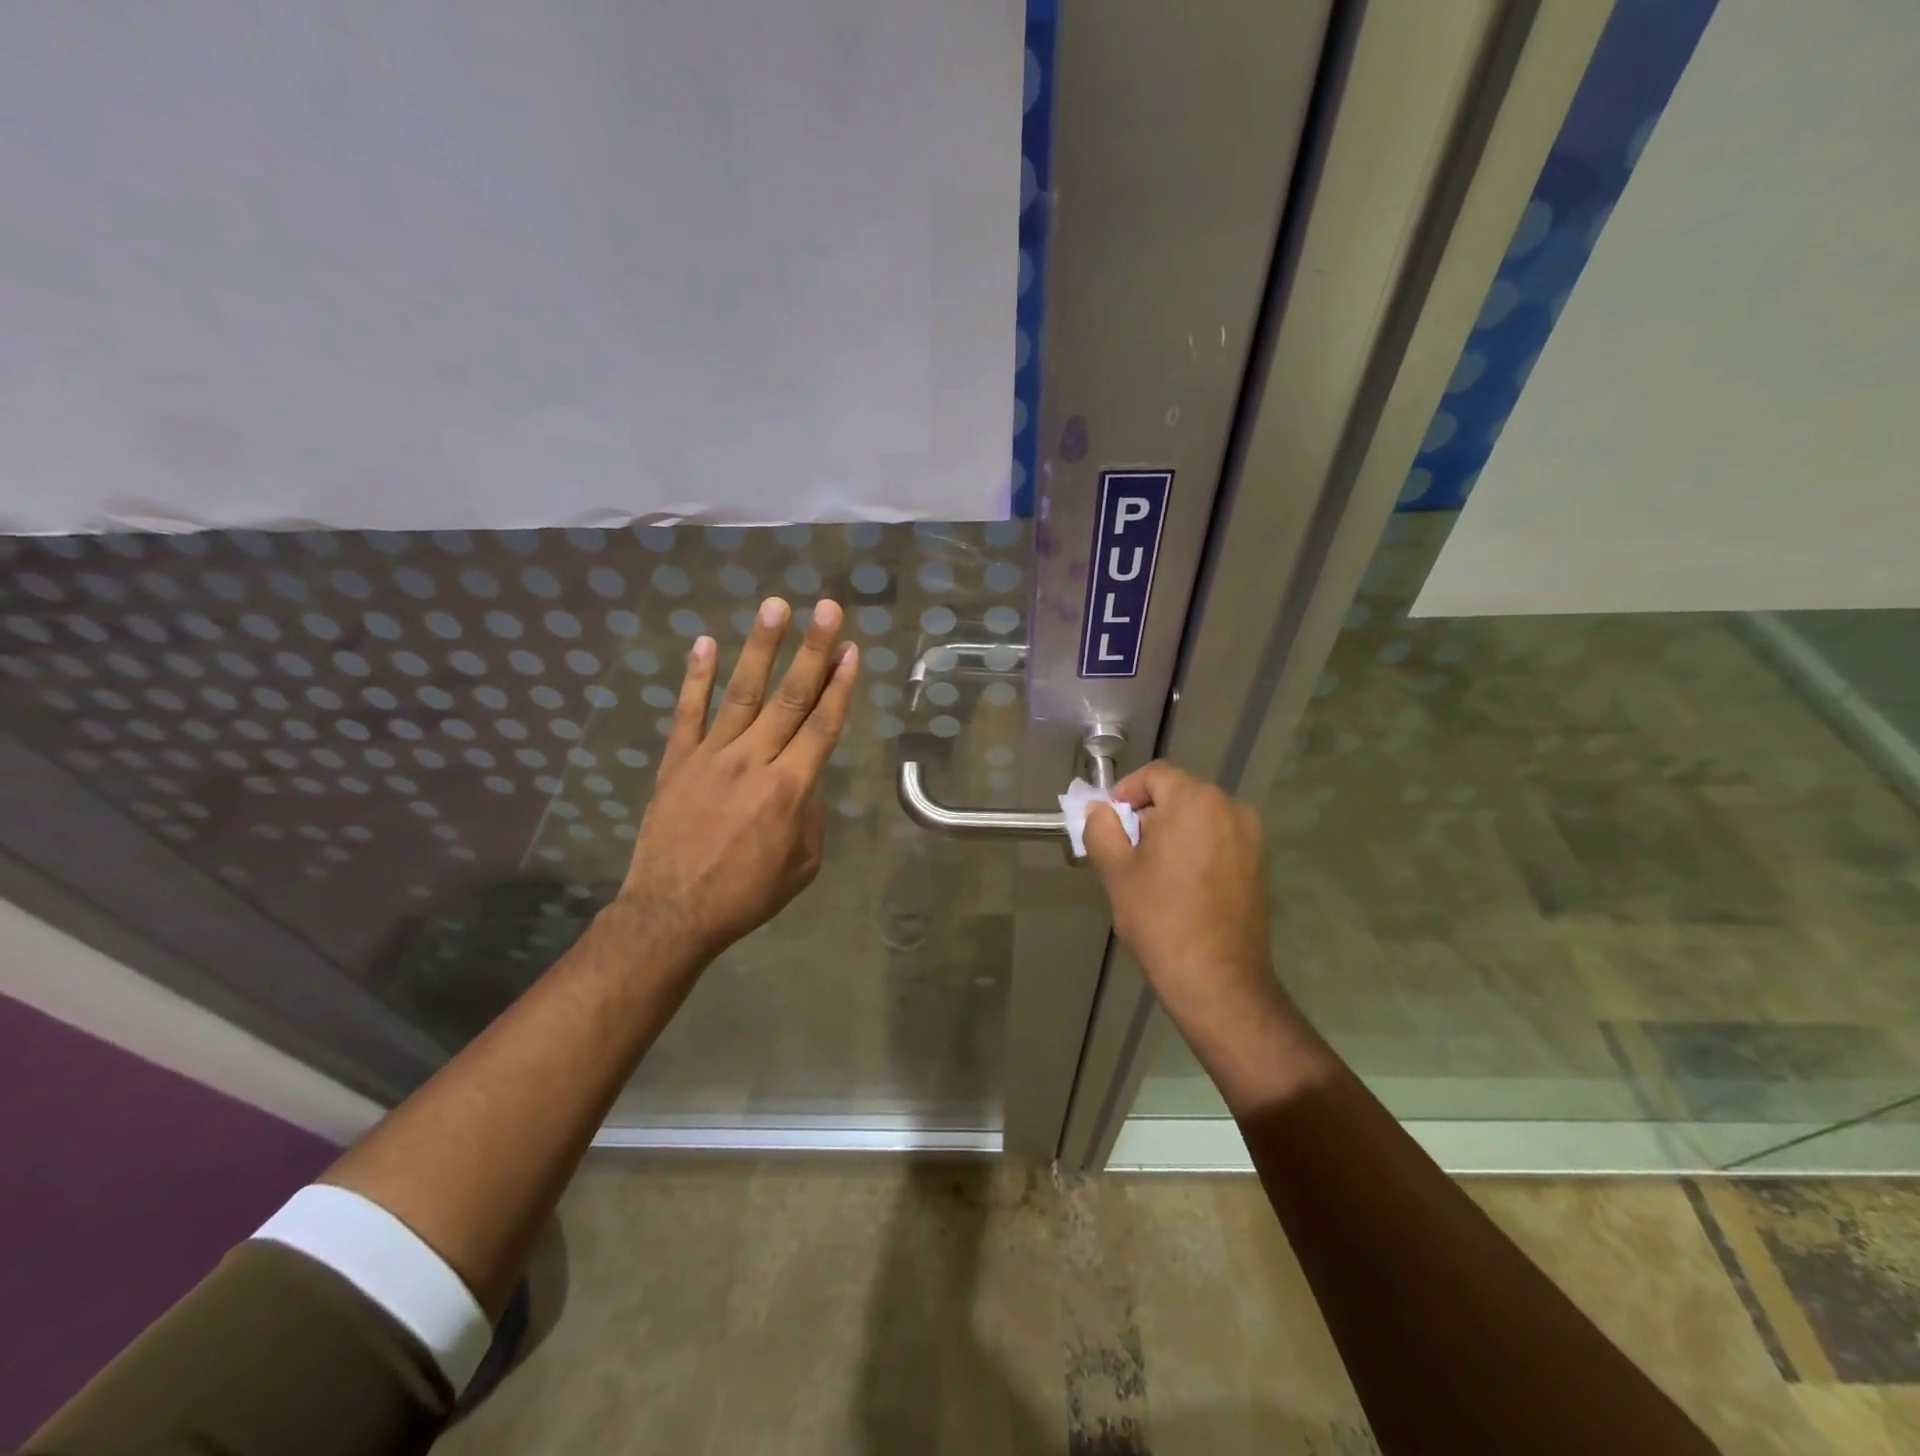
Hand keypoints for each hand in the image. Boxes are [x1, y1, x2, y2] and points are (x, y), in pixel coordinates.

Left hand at [618, 597, 858, 970]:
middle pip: (789, 698)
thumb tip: (804, 780)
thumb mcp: (803, 863)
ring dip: (761, 648)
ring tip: (776, 607)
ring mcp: (710, 756)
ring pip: (742, 693)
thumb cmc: (746, 895)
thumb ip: (810, 814)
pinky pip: (688, 712)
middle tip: (828, 609)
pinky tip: (706, 642)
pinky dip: (697, 676)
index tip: (852, 649)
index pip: (821, 726)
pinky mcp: (676, 761)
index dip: (840, 686)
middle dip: (813, 650)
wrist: (672, 913)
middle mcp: (753, 761)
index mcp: (789, 789)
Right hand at [1083, 761, 1275, 1030]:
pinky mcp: (1260, 863)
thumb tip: (1099, 809)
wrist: (1217, 978)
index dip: (1126, 792)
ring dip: (1173, 830)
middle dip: (1149, 813)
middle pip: (1179, 793)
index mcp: (1195, 801)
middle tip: (1127, 848)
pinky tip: (1182, 883)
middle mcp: (1230, 808)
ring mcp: (1251, 836)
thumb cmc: (1160, 918)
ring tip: (1153, 869)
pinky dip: (1197, 847)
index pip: (1154, 775)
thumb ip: (1101, 827)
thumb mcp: (1116, 870)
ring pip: (1200, 817)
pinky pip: (1220, 838)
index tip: (1110, 822)